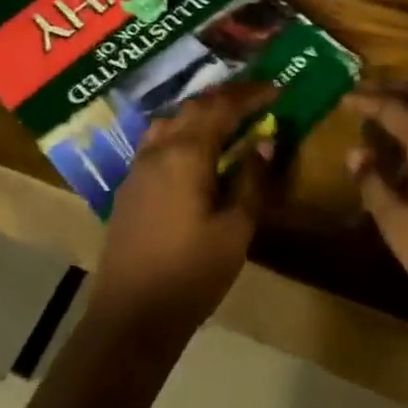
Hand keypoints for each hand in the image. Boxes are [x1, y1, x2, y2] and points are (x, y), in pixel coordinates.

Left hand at [89, 81, 276, 343]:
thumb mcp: (235, 230)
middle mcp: (159, 149)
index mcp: (186, 154)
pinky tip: (195, 149)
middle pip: (194, 107)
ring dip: (201, 111)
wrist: (130, 318)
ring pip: (171, 120)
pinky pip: (158, 140)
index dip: (250, 94)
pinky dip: (182, 130)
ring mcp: (139, 166)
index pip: (221, 107)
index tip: (276, 89)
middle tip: (256, 98)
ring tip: (227, 118)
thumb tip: (265, 141)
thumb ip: (251, 180)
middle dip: (226, 97)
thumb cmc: (191, 274)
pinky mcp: (130, 185)